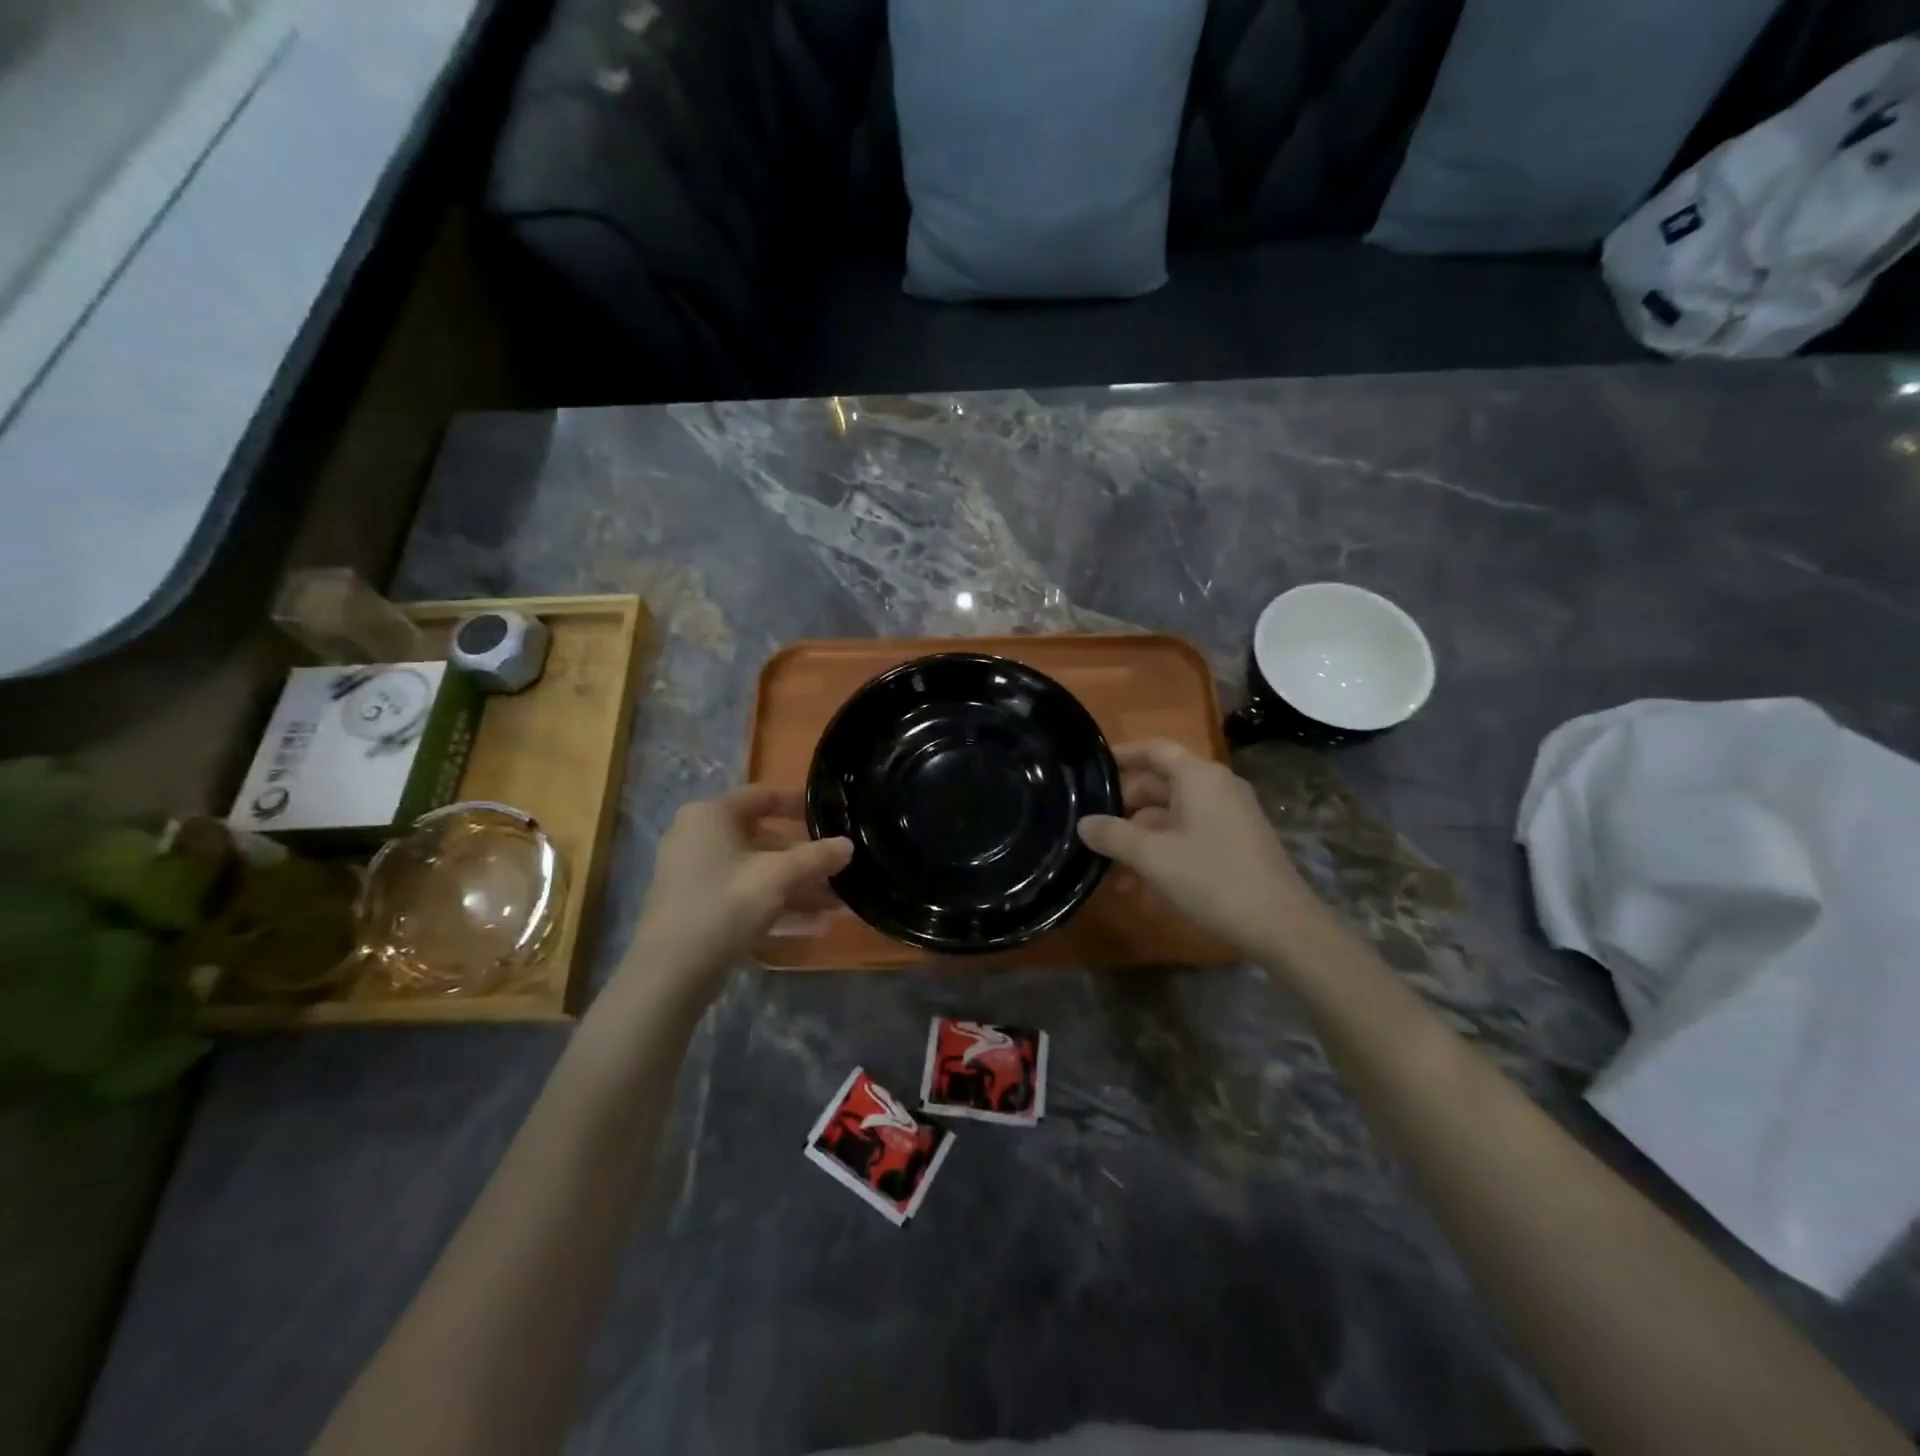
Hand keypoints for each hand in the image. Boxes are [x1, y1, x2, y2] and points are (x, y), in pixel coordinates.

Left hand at [627, 787, 851, 997]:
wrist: (670, 972)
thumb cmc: (724, 905)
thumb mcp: (778, 878)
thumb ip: (816, 858)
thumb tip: (848, 844)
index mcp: (711, 815)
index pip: (763, 796)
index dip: (799, 804)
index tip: (831, 814)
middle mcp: (698, 837)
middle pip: (763, 839)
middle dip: (804, 860)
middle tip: (839, 870)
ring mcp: (695, 874)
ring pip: (756, 872)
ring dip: (796, 888)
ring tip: (837, 906)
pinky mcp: (697, 906)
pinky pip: (744, 896)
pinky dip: (775, 906)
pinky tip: (814, 927)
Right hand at [1078, 739, 1323, 958]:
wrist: (1282, 926)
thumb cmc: (1213, 879)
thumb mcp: (1154, 857)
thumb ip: (1114, 836)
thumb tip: (1084, 823)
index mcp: (1199, 777)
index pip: (1154, 749)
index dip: (1121, 755)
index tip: (1090, 768)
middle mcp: (1215, 788)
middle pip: (1159, 784)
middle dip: (1123, 808)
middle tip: (1090, 827)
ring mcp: (1228, 816)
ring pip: (1170, 816)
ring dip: (1139, 838)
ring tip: (1107, 869)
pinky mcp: (1234, 844)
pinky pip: (1187, 836)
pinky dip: (1162, 852)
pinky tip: (1138, 886)